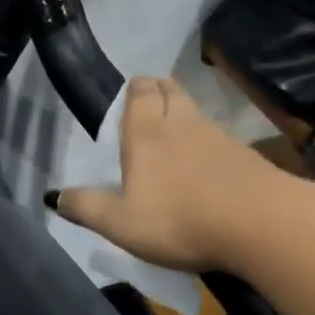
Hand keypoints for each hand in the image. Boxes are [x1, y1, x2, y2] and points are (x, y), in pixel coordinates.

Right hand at [49, 76, 279, 272]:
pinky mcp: (246, 156)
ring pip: (196, 111)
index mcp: (146, 132)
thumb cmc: (179, 219)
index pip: (141, 92)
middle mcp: (182, 124)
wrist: (262, 225)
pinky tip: (206, 165)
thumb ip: (86, 208)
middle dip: (159, 90)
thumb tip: (52, 197)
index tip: (130, 94)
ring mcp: (218, 136)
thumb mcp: (120, 223)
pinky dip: (208, 142)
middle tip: (150, 103)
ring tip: (174, 134)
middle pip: (171, 90)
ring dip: (184, 114)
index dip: (135, 89)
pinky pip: (219, 137)